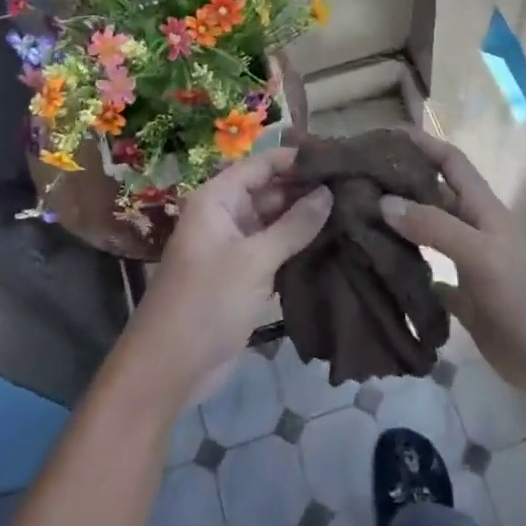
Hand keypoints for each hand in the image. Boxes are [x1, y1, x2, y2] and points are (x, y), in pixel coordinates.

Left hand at [123, 148, 332, 402]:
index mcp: (218, 199)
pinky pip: (275, 249)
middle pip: (271, 190)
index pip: (262, 164)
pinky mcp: (244, 274)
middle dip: (307, 189)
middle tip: (355, 187)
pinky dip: (299, 245)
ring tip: (353, 210)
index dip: (298, 159)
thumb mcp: (254, 260)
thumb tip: (329, 193)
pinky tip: (335, 242)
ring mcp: (235, 246)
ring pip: (276, 221)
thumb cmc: (207, 302)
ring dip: (307, 218)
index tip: (340, 158)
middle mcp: (226, 215)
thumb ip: (294, 225)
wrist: (170, 367)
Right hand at [380, 131, 525, 392]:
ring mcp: (468, 265)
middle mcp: (472, 230)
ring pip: (426, 234)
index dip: (421, 143)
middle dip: (399, 183)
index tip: (381, 136)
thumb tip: (383, 201)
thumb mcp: (482, 255)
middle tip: (352, 182)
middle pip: (432, 195)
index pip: (450, 161)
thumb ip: (435, 226)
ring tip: (355, 221)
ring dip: (397, 226)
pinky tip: (378, 272)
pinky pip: (427, 277)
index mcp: (482, 209)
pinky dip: (406, 271)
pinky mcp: (464, 300)